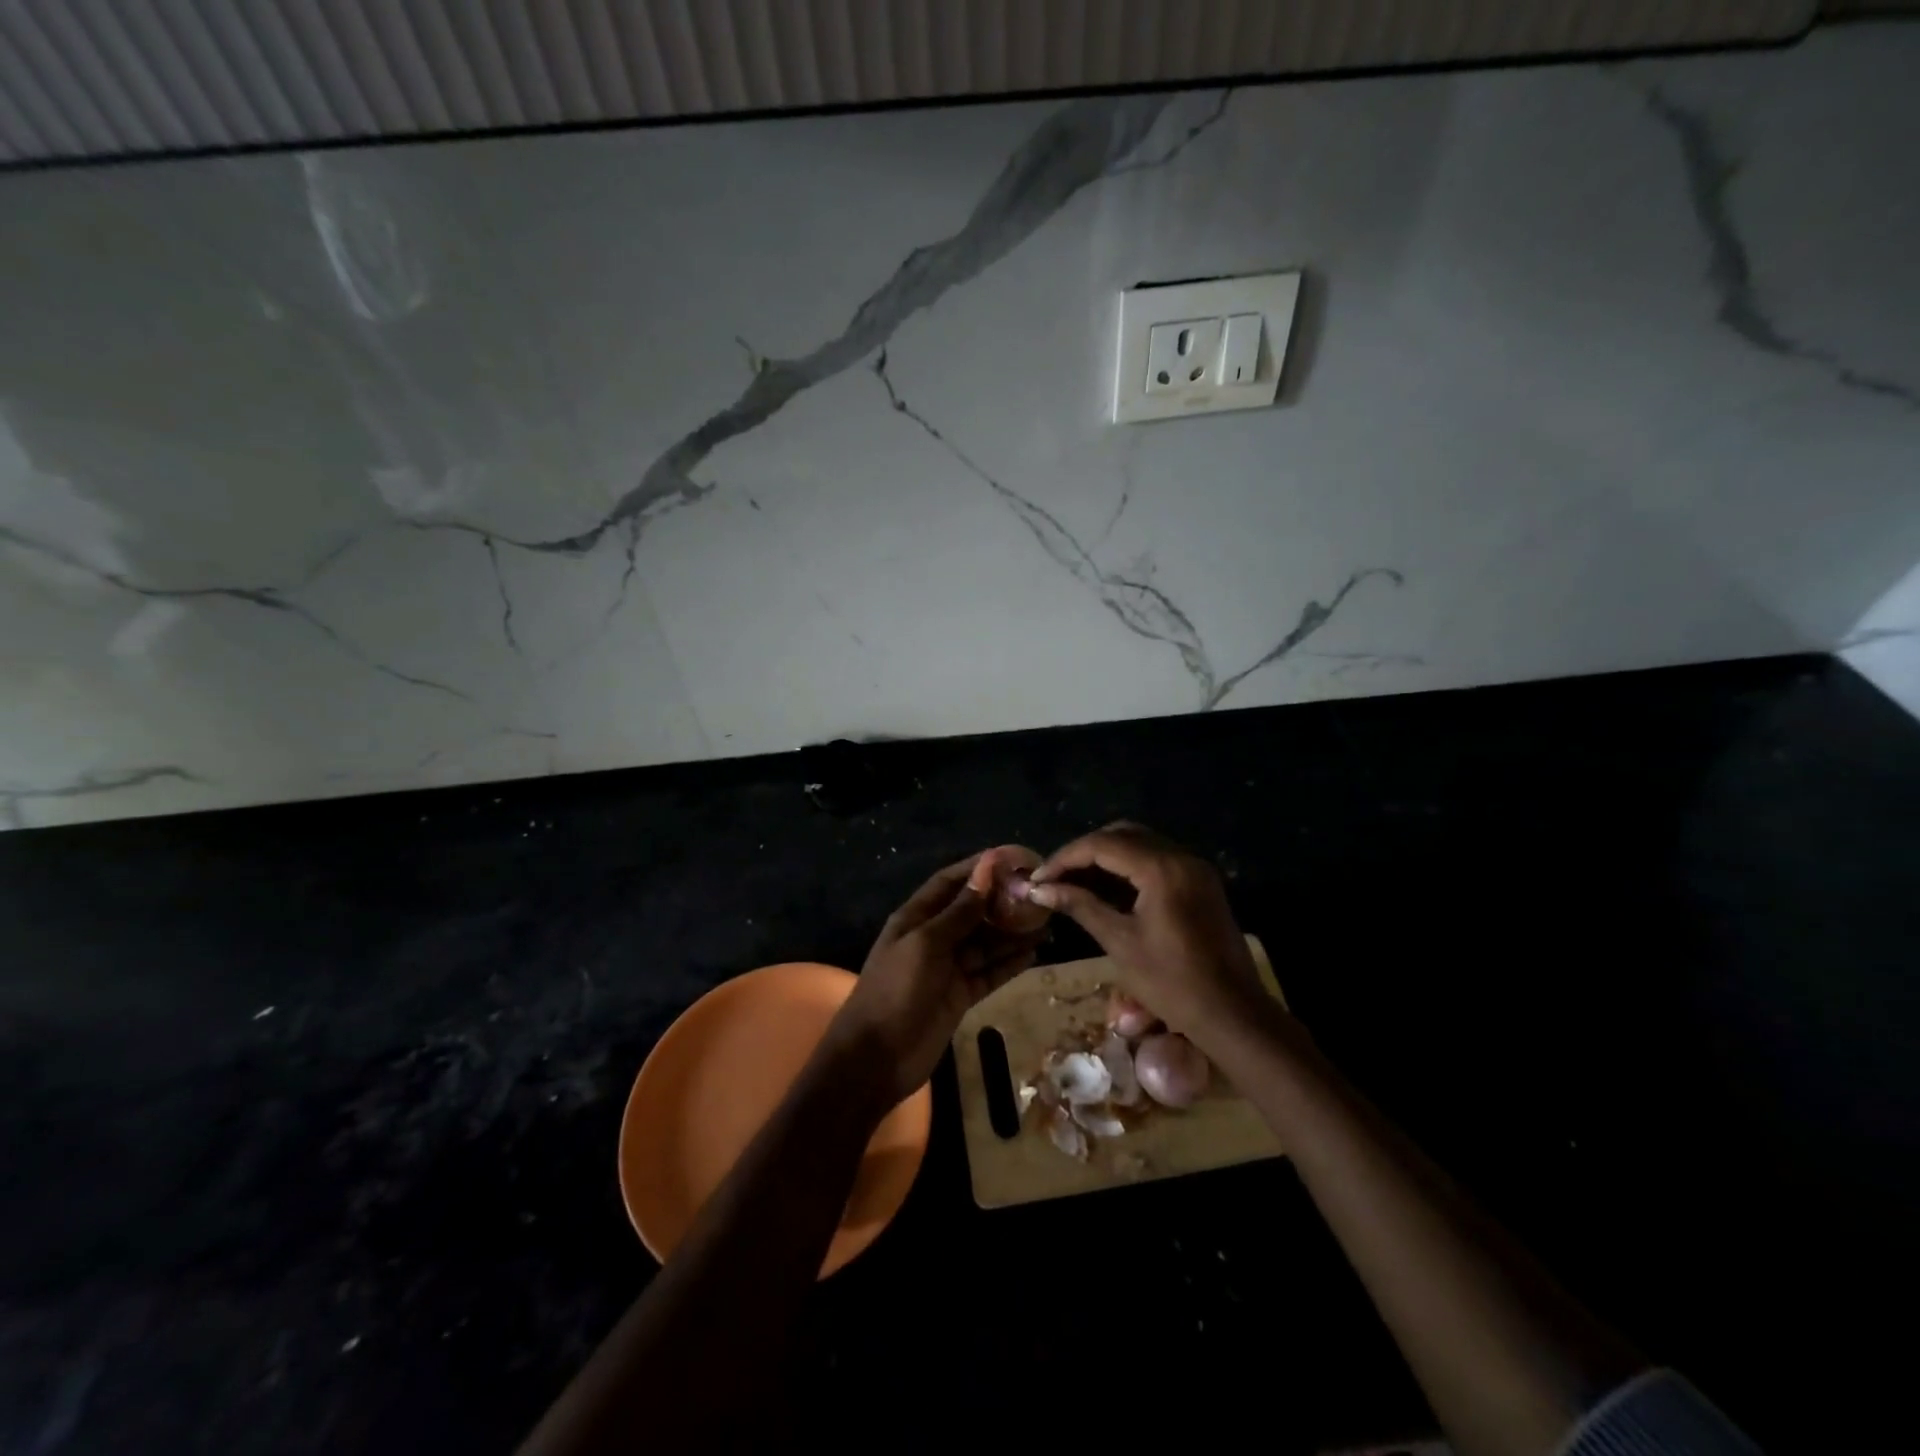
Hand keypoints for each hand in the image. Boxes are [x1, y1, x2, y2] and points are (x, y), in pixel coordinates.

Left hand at [822, 854, 1042, 1107]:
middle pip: (972, 911)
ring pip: (985, 942)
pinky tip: (1035, 953)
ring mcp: (947, 968)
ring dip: (1012, 932)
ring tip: (1047, 921)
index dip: (978, 868)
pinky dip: (1010, 963)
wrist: (876, 1058)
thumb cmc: (896, 990)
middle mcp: (933, 937)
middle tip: (1039, 893)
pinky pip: (989, 972)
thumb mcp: (926, 944)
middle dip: (1002, 901)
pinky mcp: (960, 995)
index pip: (950, 882)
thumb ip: (959, 912)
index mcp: (916, 917)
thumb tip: (986, 871)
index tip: (1012, 858)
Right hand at [1026, 822, 1259, 1043]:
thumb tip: (1040, 889)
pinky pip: (1158, 860)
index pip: (1102, 845)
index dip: (1065, 858)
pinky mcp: (1201, 883)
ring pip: (1141, 844)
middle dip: (1085, 852)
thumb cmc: (1172, 983)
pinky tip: (1107, 889)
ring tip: (1075, 882)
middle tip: (1056, 877)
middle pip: (1122, 835)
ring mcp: (1195, 869)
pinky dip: (1129, 867)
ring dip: (1106, 857)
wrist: (1233, 1015)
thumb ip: (1080, 906)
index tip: (1039, 878)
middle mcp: (1181, 857)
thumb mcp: (1120, 942)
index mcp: (1161, 869)